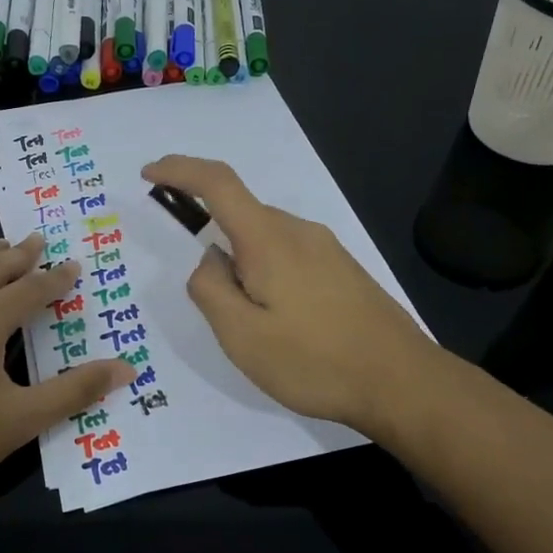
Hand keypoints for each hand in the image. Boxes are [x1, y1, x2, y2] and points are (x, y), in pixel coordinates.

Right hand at [141, 155, 440, 437]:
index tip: (149, 173)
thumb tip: (210, 260)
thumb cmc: (315, 361)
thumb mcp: (242, 336)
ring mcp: (326, 249)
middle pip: (241, 217)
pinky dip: (268, 277)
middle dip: (215, 248)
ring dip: (244, 270)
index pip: (218, 183)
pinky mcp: (343, 270)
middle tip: (219, 309)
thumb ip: (211, 290)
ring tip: (257, 330)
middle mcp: (298, 232)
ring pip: (266, 241)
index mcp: (268, 240)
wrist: (403, 382)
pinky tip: (285, 326)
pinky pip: (289, 258)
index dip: (179, 170)